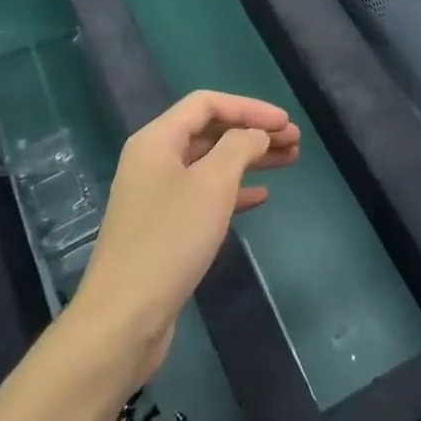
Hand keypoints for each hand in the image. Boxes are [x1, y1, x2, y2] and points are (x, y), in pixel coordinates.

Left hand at [70, 91, 300, 383]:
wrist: (125, 316)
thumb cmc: (171, 239)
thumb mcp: (212, 184)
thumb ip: (239, 147)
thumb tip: (255, 134)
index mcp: (157, 140)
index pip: (207, 104)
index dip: (249, 107)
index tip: (286, 123)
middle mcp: (153, 161)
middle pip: (209, 132)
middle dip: (253, 132)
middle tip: (295, 142)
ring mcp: (156, 195)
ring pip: (210, 164)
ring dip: (249, 160)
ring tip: (289, 162)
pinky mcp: (164, 228)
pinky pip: (204, 195)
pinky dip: (234, 191)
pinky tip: (261, 197)